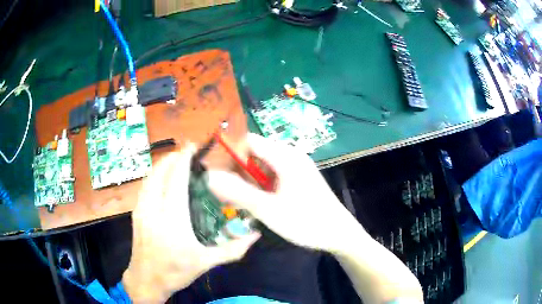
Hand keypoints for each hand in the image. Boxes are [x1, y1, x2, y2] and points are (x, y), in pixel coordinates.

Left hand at [122, 147, 260, 303]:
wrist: (146, 280)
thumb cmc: (175, 271)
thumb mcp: (206, 263)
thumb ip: (232, 249)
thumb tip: (255, 235)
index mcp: (173, 219)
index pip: (177, 180)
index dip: (184, 160)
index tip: (193, 147)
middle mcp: (154, 209)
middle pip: (160, 172)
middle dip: (173, 157)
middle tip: (187, 151)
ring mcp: (141, 209)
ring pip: (150, 177)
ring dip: (163, 165)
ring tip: (176, 161)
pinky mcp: (136, 212)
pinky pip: (145, 186)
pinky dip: (155, 175)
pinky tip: (163, 179)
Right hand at [208, 133, 364, 252]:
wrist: (338, 234)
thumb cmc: (306, 221)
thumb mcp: (268, 209)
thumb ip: (238, 192)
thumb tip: (210, 177)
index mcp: (284, 156)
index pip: (248, 140)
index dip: (227, 150)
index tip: (211, 167)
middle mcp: (289, 156)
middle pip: (254, 153)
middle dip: (235, 170)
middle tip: (221, 190)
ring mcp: (294, 168)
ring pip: (261, 167)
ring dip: (246, 181)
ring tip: (235, 200)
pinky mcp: (296, 179)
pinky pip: (271, 177)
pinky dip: (258, 187)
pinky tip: (253, 203)